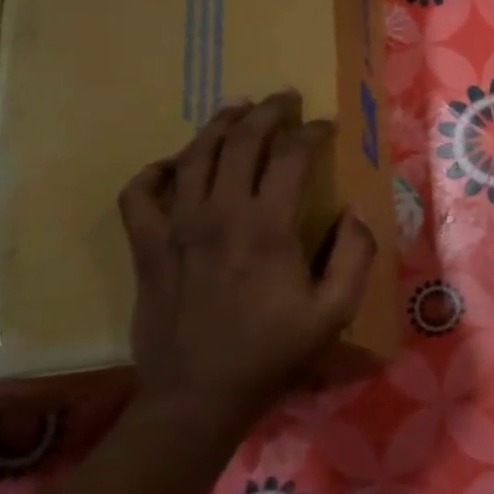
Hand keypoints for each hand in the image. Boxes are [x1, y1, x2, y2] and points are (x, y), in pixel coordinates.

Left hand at [118, 92, 377, 435]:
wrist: (199, 394)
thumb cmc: (274, 352)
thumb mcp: (335, 311)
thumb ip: (354, 255)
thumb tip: (354, 211)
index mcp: (268, 227)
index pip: (291, 156)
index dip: (312, 133)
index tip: (326, 126)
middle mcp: (219, 214)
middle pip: (241, 142)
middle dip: (268, 112)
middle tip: (285, 98)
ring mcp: (176, 227)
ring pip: (194, 155)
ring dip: (220, 125)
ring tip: (239, 110)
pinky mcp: (147, 246)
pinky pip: (139, 193)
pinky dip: (157, 171)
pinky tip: (175, 166)